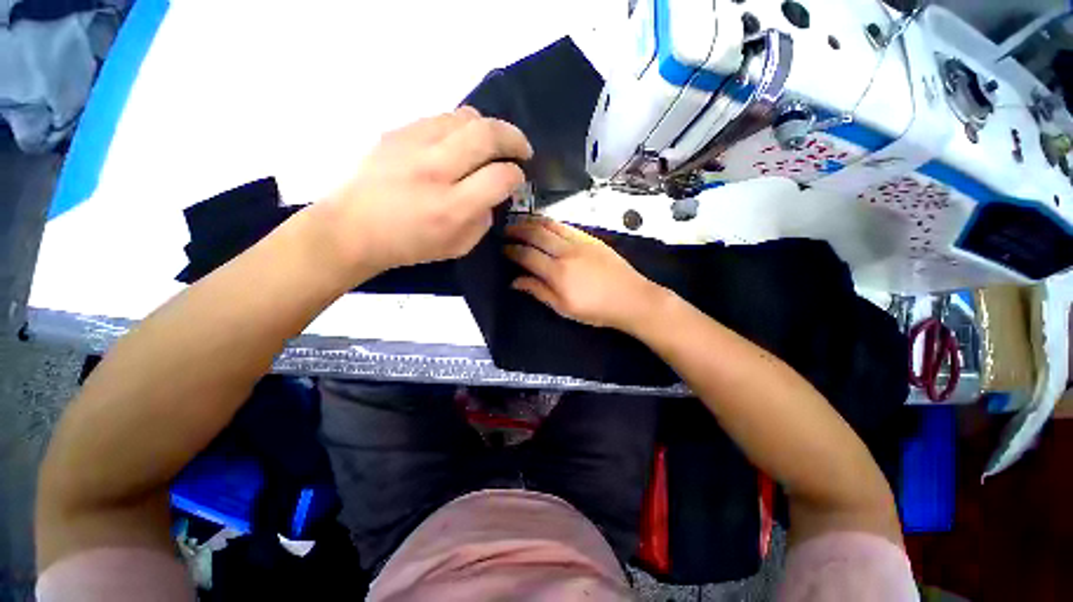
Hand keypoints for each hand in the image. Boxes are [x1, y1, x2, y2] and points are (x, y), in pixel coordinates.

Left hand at [318, 106, 532, 276]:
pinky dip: (460, 127)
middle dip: (514, 138)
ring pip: (466, 117)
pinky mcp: (397, 132)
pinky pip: (441, 117)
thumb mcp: (458, 247)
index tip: (518, 179)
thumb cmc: (409, 245)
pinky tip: (459, 143)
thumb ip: (483, 220)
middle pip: (487, 135)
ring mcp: (413, 145)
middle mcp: (434, 170)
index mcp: (451, 208)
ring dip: (489, 128)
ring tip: (491, 144)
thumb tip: (494, 194)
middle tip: (521, 149)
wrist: (353, 228)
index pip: (500, 177)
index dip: (517, 176)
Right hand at [504, 217, 667, 330]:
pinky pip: (566, 226)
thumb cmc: (596, 310)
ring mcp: (579, 242)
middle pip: (535, 234)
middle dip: (517, 230)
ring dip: (532, 222)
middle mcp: (565, 252)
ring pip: (550, 225)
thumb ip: (539, 291)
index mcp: (557, 273)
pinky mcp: (591, 238)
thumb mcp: (564, 308)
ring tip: (521, 223)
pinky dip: (551, 223)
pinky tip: (546, 224)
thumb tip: (515, 281)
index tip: (503, 249)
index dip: (512, 250)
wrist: (631, 298)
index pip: (527, 255)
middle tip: (506, 230)